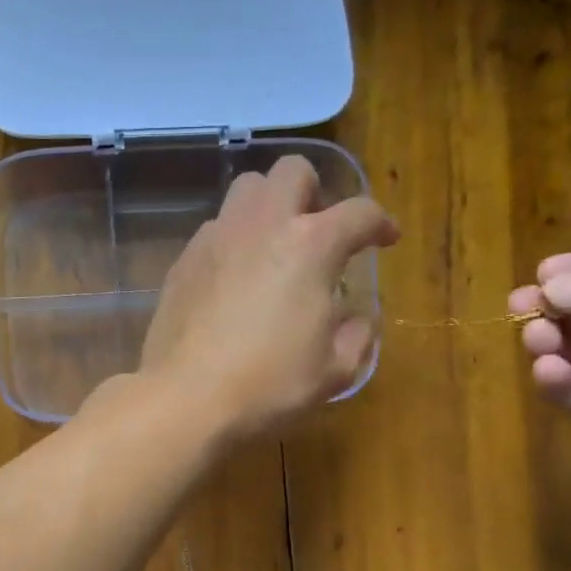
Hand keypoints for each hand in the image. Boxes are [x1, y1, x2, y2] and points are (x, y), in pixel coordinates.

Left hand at [138, 155, 397, 441]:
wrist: (186, 398)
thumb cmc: (268, 385)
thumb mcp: (333, 371)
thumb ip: (357, 337)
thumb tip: (355, 320)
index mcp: (311, 245)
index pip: (359, 213)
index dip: (380, 223)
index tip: (385, 240)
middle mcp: (263, 225)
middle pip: (293, 172)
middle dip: (315, 192)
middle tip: (319, 232)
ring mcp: (217, 237)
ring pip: (247, 190)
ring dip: (269, 207)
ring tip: (274, 248)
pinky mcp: (184, 260)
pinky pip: (215, 228)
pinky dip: (234, 240)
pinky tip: (235, 279)